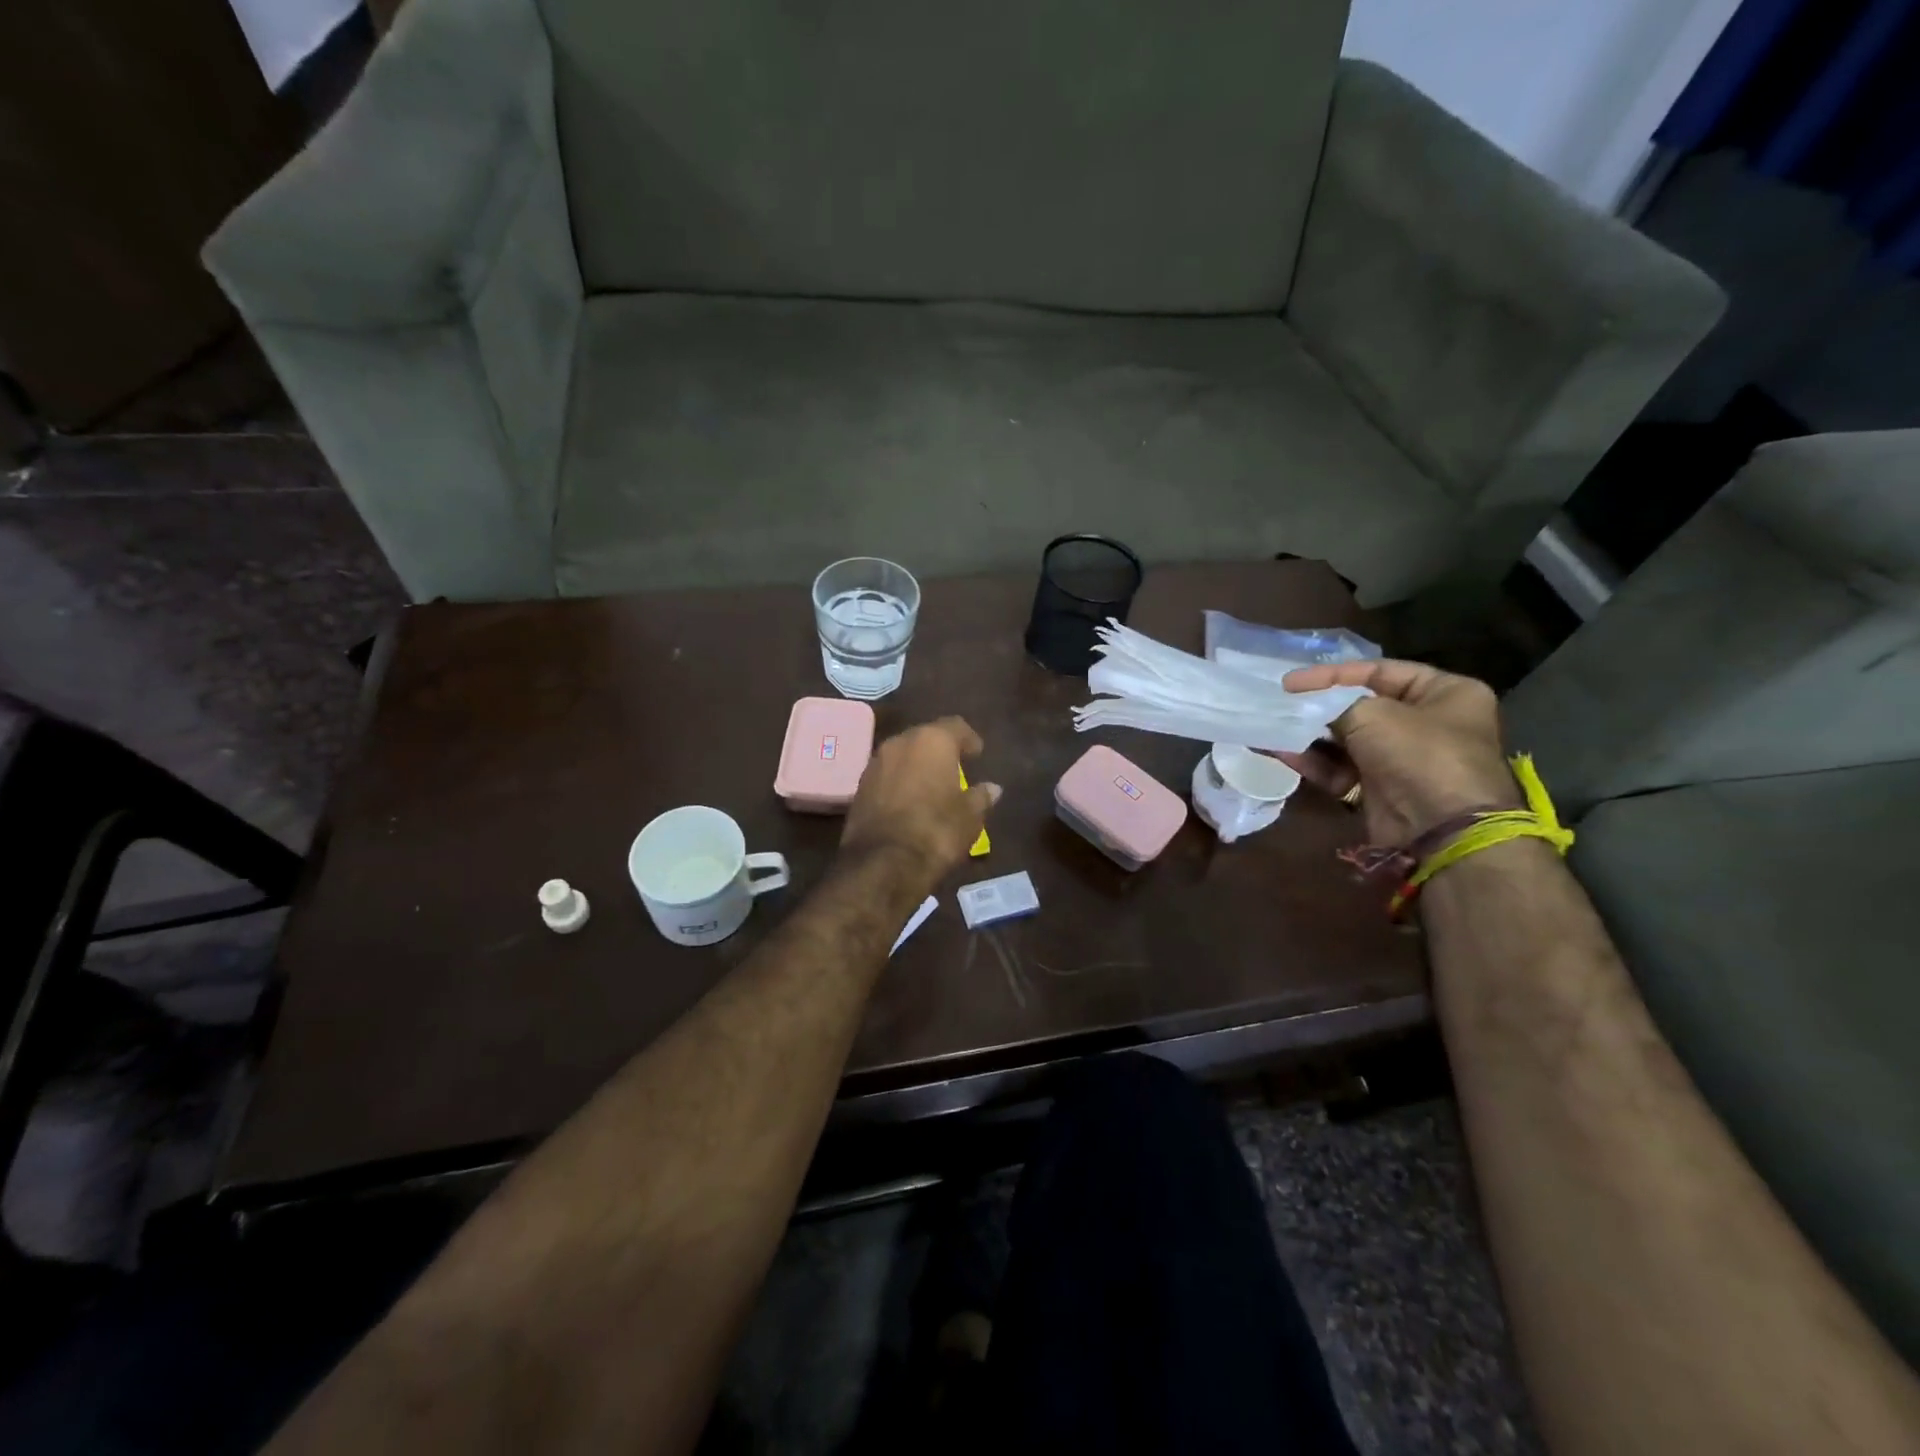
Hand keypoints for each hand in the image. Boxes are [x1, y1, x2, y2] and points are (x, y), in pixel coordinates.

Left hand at [841, 717, 1000, 879]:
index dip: (969, 739)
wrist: (883, 863)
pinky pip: (886, 775)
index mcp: (932, 741)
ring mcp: (875, 763)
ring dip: (917, 766)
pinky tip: (909, 801)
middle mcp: (900, 743)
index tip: (977, 754)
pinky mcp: (859, 787)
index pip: (955, 726)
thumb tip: (992, 789)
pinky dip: (899, 782)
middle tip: (954, 768)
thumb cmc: (937, 831)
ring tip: (931, 786)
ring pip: (902, 756)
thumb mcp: (970, 817)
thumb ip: (981, 797)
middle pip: (925, 737)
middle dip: (940, 751)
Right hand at [1277, 660, 1517, 845]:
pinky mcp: (1382, 789)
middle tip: (1280, 704)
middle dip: (1318, 707)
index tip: (1290, 682)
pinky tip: (1281, 753)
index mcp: (1446, 693)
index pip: (1379, 671)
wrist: (1439, 830)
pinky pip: (1341, 768)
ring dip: (1309, 735)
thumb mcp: (1373, 714)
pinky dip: (1314, 761)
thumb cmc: (1417, 754)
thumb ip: (1335, 704)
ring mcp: (1404, 759)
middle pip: (1362, 706)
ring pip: (1347, 739)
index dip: (1332, 674)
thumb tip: (1309, 707)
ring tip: (1273, 727)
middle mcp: (1429, 723)